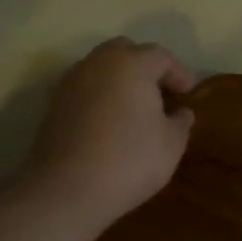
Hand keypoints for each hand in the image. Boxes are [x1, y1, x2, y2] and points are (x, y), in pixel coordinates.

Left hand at [24, 38, 196, 231]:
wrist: (67, 189)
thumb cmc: (130, 159)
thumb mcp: (172, 143)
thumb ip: (180, 122)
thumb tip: (180, 112)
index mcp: (132, 64)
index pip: (161, 56)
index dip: (179, 73)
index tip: (188, 94)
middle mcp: (99, 63)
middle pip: (125, 51)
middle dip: (144, 67)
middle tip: (159, 93)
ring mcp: (72, 83)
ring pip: (101, 68)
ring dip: (119, 80)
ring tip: (133, 108)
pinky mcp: (53, 105)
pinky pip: (84, 89)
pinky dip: (99, 97)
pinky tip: (109, 122)